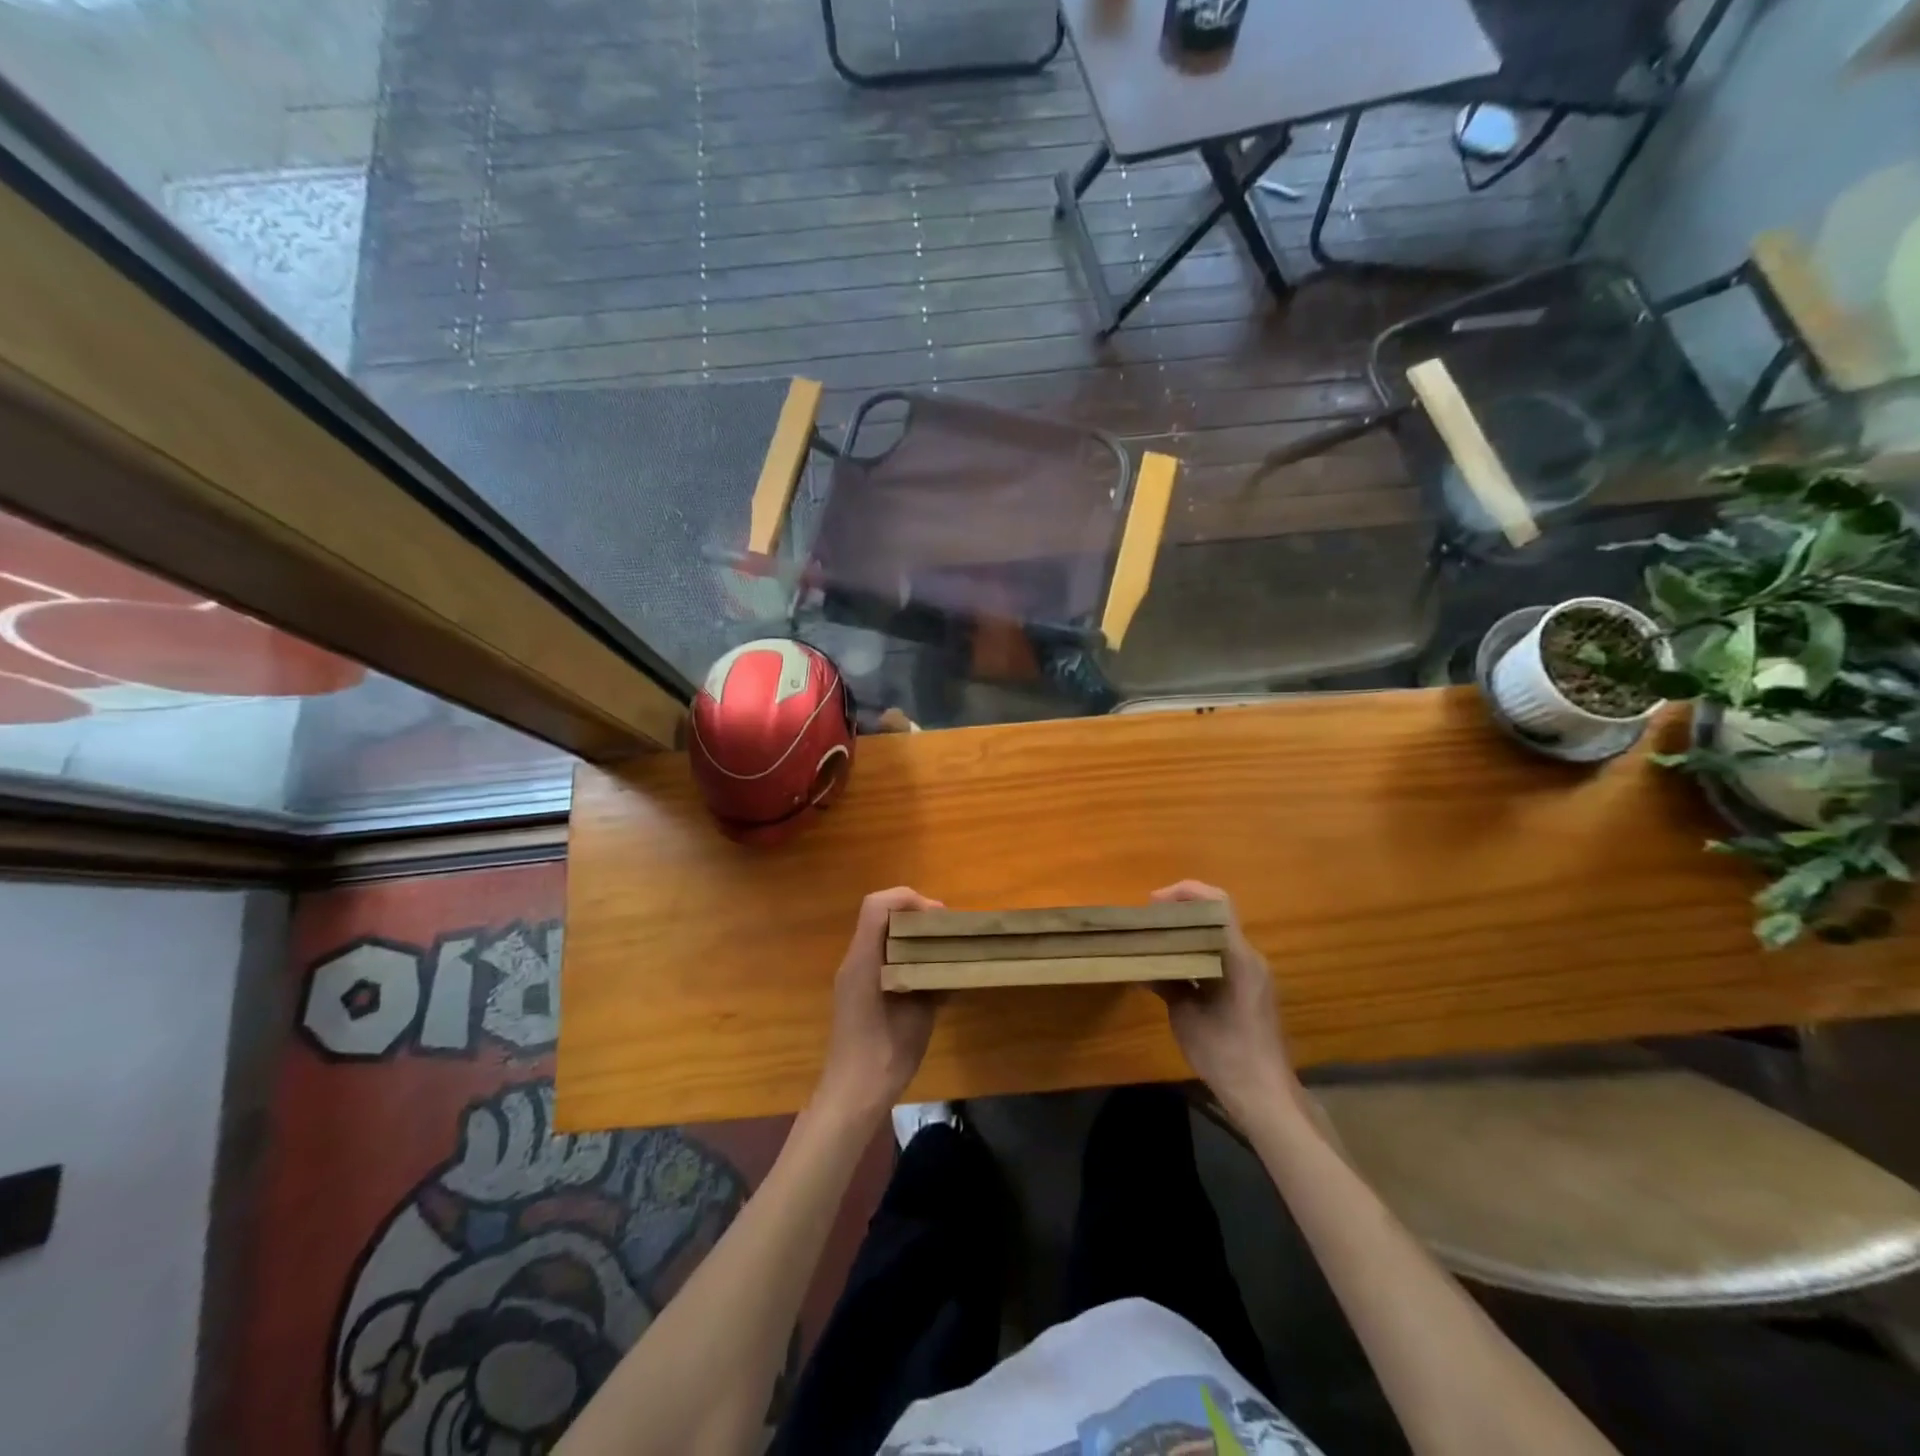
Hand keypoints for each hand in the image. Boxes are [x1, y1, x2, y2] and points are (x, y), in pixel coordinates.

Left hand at [815, 887, 944, 1119]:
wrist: (853, 1093)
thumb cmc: (886, 1051)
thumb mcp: (919, 1013)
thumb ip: (932, 979)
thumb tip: (950, 961)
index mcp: (865, 959)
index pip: (878, 905)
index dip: (908, 899)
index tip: (937, 917)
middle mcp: (855, 960)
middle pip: (881, 916)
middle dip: (915, 915)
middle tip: (945, 932)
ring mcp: (854, 976)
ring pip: (882, 937)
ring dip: (911, 937)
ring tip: (942, 953)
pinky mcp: (858, 992)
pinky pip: (882, 959)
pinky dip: (905, 958)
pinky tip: (929, 981)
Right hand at [1151, 881, 1295, 1117]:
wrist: (1264, 1094)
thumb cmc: (1224, 1052)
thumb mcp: (1185, 1016)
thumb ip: (1166, 983)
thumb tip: (1142, 966)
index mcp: (1237, 957)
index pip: (1217, 903)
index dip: (1185, 893)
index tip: (1153, 904)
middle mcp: (1250, 957)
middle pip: (1217, 915)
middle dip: (1182, 911)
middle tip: (1150, 921)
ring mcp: (1254, 973)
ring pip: (1219, 936)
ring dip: (1189, 932)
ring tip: (1157, 941)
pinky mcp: (1252, 989)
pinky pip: (1223, 956)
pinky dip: (1198, 952)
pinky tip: (1175, 968)